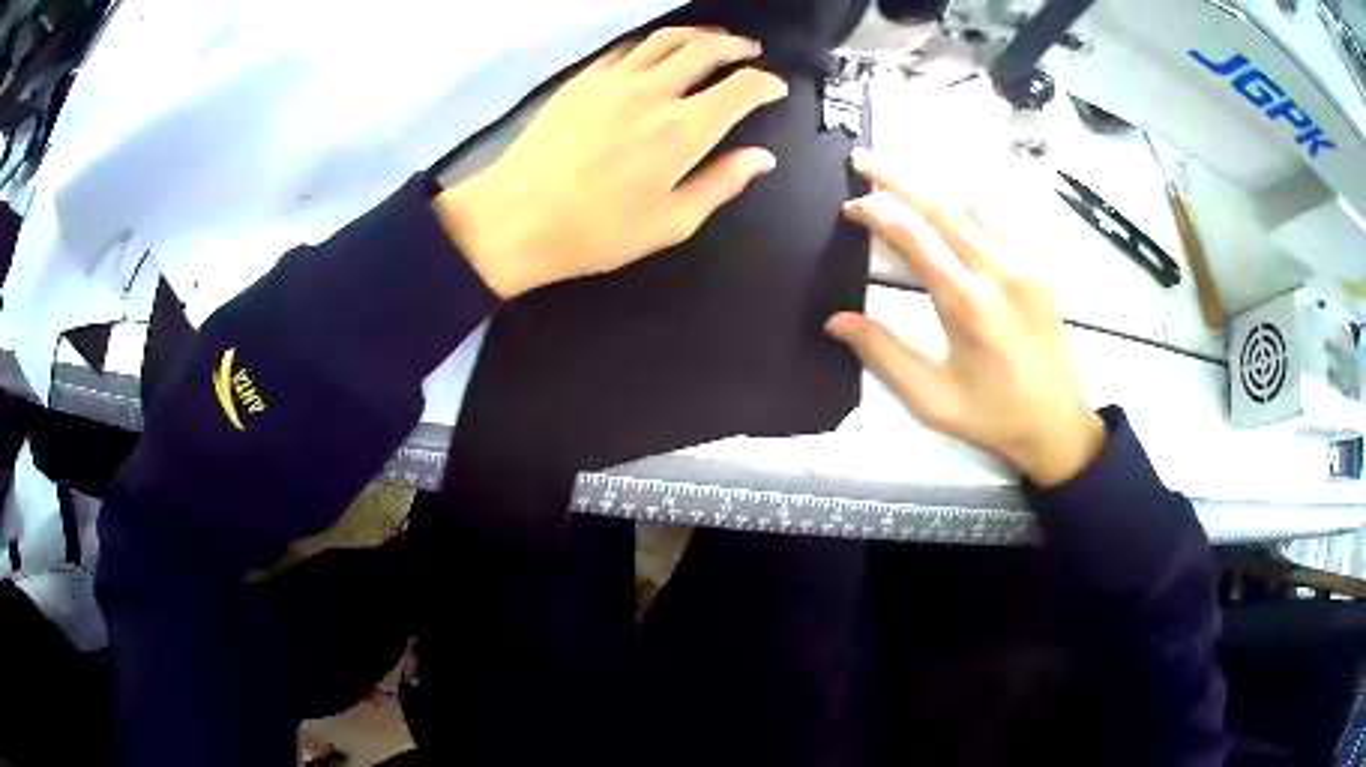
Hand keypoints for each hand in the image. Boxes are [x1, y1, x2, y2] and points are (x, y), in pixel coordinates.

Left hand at [433, 27, 788, 297]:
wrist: (514, 219)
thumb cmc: (596, 232)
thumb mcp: (670, 223)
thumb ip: (721, 184)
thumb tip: (762, 157)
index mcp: (683, 130)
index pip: (741, 88)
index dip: (766, 84)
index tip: (776, 89)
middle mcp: (653, 92)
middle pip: (707, 49)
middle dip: (737, 47)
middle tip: (750, 53)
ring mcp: (613, 80)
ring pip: (666, 39)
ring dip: (698, 35)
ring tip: (713, 41)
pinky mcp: (582, 80)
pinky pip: (626, 48)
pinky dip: (652, 44)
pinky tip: (655, 53)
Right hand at [827, 150, 1104, 487]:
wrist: (1058, 425)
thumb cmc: (992, 417)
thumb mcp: (931, 400)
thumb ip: (883, 355)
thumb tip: (835, 321)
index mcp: (967, 304)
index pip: (913, 237)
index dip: (877, 213)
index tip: (850, 206)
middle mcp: (997, 271)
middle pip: (941, 206)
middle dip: (898, 178)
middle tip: (863, 159)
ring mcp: (1024, 265)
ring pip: (972, 205)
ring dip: (933, 185)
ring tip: (901, 175)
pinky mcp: (1038, 269)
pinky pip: (999, 220)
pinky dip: (968, 203)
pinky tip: (952, 203)